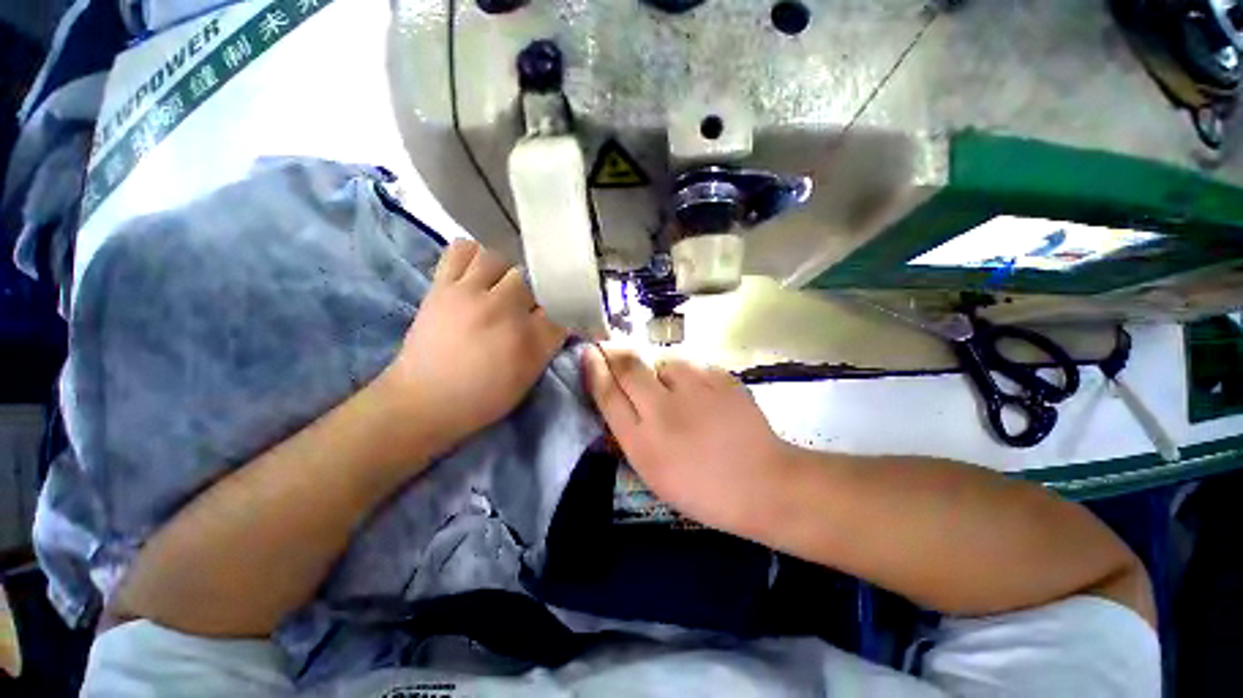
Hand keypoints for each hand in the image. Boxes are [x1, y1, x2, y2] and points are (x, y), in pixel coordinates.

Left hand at [384, 239, 567, 455]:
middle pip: (533, 277)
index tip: (560, 310)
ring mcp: (470, 294)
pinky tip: (476, 271)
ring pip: (500, 257)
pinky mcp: (443, 287)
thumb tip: (560, 318)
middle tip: (528, 302)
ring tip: (501, 285)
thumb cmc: (482, 396)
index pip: (560, 306)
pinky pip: (461, 250)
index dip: (562, 305)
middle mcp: (504, 309)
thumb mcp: (528, 377)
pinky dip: (472, 254)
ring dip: (506, 270)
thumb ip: (548, 344)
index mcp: (529, 337)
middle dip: (536, 288)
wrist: (425, 401)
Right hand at [583, 346, 795, 531]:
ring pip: (663, 361)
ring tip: (673, 389)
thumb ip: (629, 434)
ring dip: (659, 369)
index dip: (595, 370)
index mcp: (644, 443)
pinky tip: (699, 393)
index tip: (587, 352)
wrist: (763, 484)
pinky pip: (692, 365)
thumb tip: (614, 399)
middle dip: (615, 352)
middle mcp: (665, 411)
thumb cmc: (702, 488)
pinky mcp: (722, 378)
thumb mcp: (654, 472)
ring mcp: (697, 390)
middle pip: (629, 367)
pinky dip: (688, 375)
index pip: (608, 395)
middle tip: (610, 348)